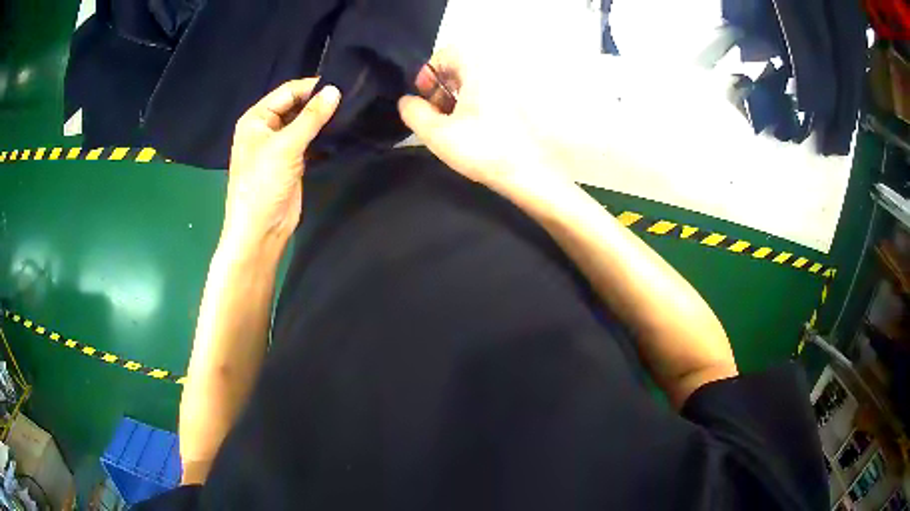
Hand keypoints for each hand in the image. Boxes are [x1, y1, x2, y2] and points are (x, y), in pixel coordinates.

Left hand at [223, 79, 339, 247]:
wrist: (261, 230)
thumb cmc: (263, 184)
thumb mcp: (286, 146)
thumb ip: (311, 117)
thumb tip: (335, 90)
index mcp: (256, 118)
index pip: (288, 91)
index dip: (312, 87)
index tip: (343, 84)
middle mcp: (266, 128)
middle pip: (296, 105)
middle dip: (319, 102)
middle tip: (352, 97)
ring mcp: (279, 145)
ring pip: (304, 123)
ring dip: (323, 119)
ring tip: (352, 111)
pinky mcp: (292, 160)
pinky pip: (309, 140)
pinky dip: (323, 135)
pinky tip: (343, 131)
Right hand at [397, 49, 557, 192]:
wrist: (538, 172)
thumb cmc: (485, 148)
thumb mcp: (438, 133)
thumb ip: (414, 113)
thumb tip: (407, 101)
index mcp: (479, 65)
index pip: (445, 54)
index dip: (427, 75)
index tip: (423, 99)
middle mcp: (501, 67)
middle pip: (462, 67)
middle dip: (443, 88)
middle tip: (436, 115)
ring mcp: (517, 85)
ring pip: (478, 82)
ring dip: (460, 99)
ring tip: (455, 127)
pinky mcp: (526, 103)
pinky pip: (494, 94)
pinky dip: (480, 106)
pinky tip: (478, 132)